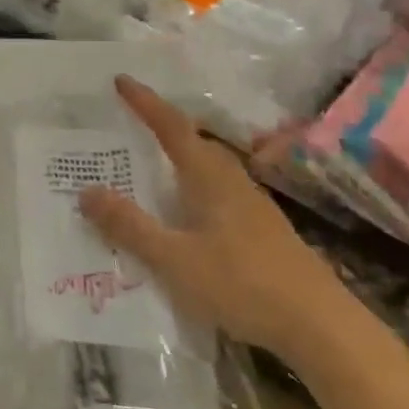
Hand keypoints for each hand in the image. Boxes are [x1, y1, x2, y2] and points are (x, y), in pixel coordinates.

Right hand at [77, 75, 349, 363]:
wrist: (322, 327)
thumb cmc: (242, 284)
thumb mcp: (174, 259)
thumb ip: (129, 226)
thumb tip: (86, 191)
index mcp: (209, 178)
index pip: (172, 128)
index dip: (145, 103)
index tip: (121, 80)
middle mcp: (233, 183)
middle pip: (195, 144)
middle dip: (163, 128)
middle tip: (130, 125)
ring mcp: (253, 207)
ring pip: (209, 170)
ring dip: (180, 160)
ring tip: (151, 168)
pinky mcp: (263, 232)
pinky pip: (218, 194)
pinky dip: (193, 190)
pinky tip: (186, 216)